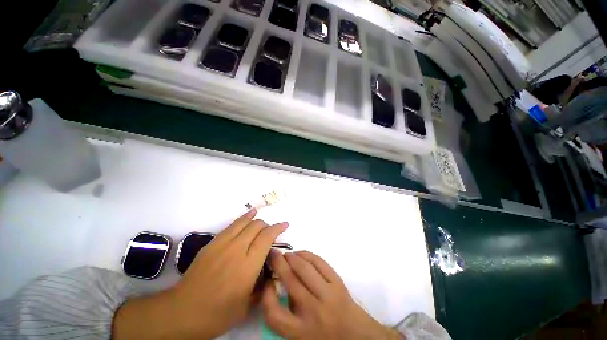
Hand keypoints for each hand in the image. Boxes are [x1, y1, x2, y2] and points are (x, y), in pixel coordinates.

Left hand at [113, 209, 287, 339]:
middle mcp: (237, 249)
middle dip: (268, 225)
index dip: (278, 228)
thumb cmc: (217, 313)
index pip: (267, 238)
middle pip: (257, 227)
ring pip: (244, 223)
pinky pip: (231, 225)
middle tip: (272, 231)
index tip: (285, 225)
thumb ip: (263, 287)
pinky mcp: (212, 243)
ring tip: (262, 218)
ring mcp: (222, 244)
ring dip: (256, 219)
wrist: (182, 312)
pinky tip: (248, 216)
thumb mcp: (247, 306)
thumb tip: (271, 273)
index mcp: (248, 266)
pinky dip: (243, 218)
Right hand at [261, 251, 401, 338]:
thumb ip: (285, 312)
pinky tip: (301, 253)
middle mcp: (313, 312)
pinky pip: (320, 262)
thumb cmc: (322, 335)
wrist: (355, 335)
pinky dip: (307, 255)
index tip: (268, 282)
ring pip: (305, 268)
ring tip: (286, 254)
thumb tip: (276, 282)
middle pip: (290, 280)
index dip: (265, 294)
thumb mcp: (299, 332)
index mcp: (300, 331)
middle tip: (273, 254)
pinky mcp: (338, 283)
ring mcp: (328, 295)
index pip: (273, 313)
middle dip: (278, 262)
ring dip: (292, 256)